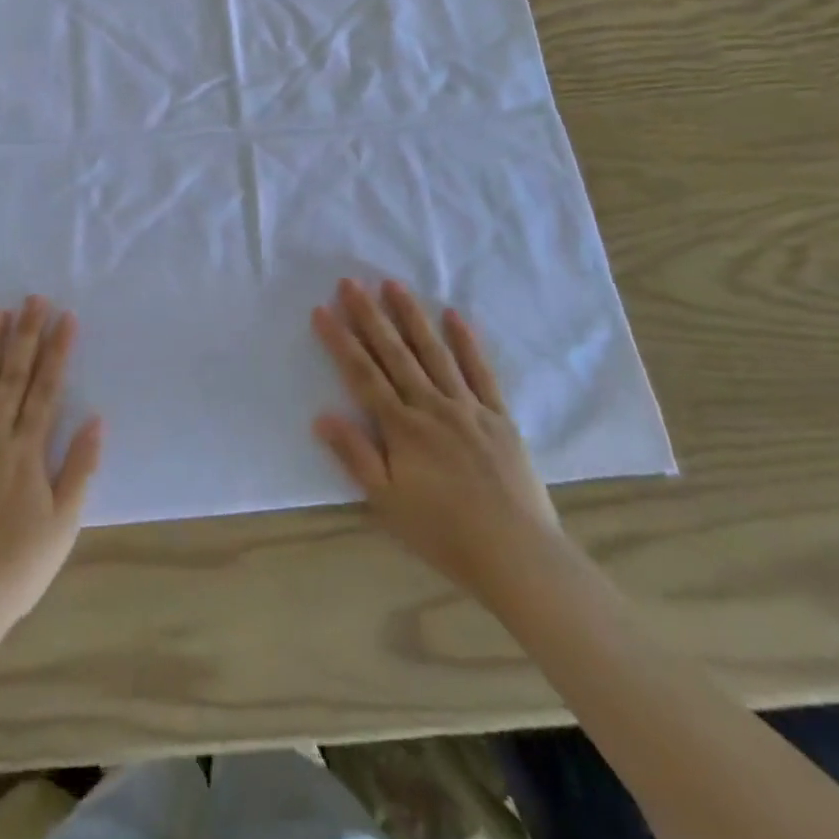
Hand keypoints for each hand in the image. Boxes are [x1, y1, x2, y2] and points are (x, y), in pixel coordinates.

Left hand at [0, 297, 101, 640]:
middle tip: (32, 299)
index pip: (46, 390)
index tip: (65, 317)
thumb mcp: (64, 524)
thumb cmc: (17, 568)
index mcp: (27, 453)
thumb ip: (80, 468)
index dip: (57, 351)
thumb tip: (96, 419)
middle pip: (12, 379)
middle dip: (25, 336)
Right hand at [313, 279, 560, 604]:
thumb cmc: (444, 534)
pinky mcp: (498, 416)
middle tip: (350, 282)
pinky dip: (466, 342)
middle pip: (394, 353)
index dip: (340, 341)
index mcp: (402, 428)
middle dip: (369, 316)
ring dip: (411, 316)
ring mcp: (468, 407)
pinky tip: (454, 316)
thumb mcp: (388, 503)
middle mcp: (432, 406)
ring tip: (393, 284)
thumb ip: (356, 456)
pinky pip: (480, 371)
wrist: (517, 555)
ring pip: (434, 352)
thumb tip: (322, 415)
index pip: (362, 374)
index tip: (322, 310)